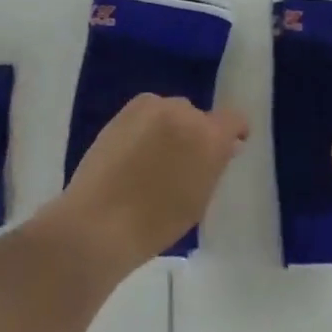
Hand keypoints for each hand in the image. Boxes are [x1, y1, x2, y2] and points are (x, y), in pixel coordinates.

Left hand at [46, 94, 248, 274]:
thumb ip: (214, 166)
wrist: (98, 221)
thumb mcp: (198, 199)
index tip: (230, 147)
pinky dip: (148, 126)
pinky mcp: (125, 110)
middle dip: (197, 134)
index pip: (233, 119)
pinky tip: (135, 152)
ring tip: (155, 158)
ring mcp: (152, 107)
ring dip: (172, 128)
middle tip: (184, 163)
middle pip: (199, 116)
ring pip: (172, 112)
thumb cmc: (156, 223)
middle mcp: (183, 112)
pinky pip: (148, 112)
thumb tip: (225, 146)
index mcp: (209, 136)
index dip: (233, 132)